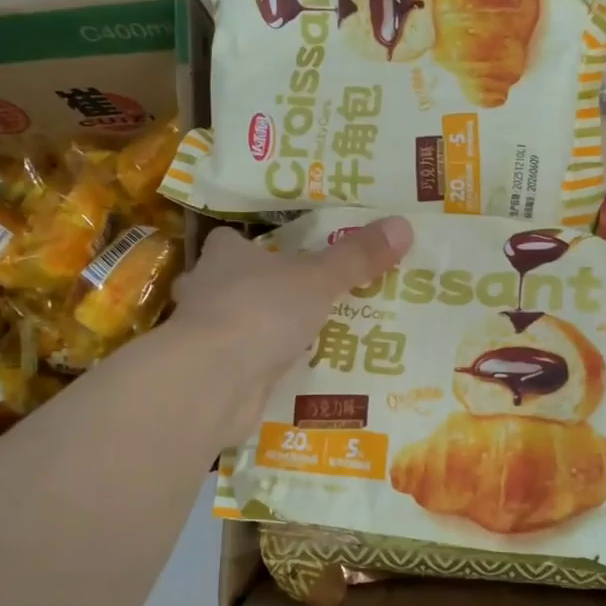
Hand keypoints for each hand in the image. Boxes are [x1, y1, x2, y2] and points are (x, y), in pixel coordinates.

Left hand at [167, 218, 413, 440]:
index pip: (230, 241)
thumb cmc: (261, 311)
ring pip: (232, 324)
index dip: (251, 245)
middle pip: (228, 283)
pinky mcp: (209, 374)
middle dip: (256, 290)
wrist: (214, 381)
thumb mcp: (319, 280)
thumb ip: (357, 257)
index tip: (281, 255)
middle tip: (297, 298)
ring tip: (300, 338)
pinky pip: (239, 363)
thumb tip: (403, 225)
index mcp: (225, 255)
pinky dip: (257, 367)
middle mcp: (205, 289)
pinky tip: (287, 374)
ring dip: (257, 331)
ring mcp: (203, 335)